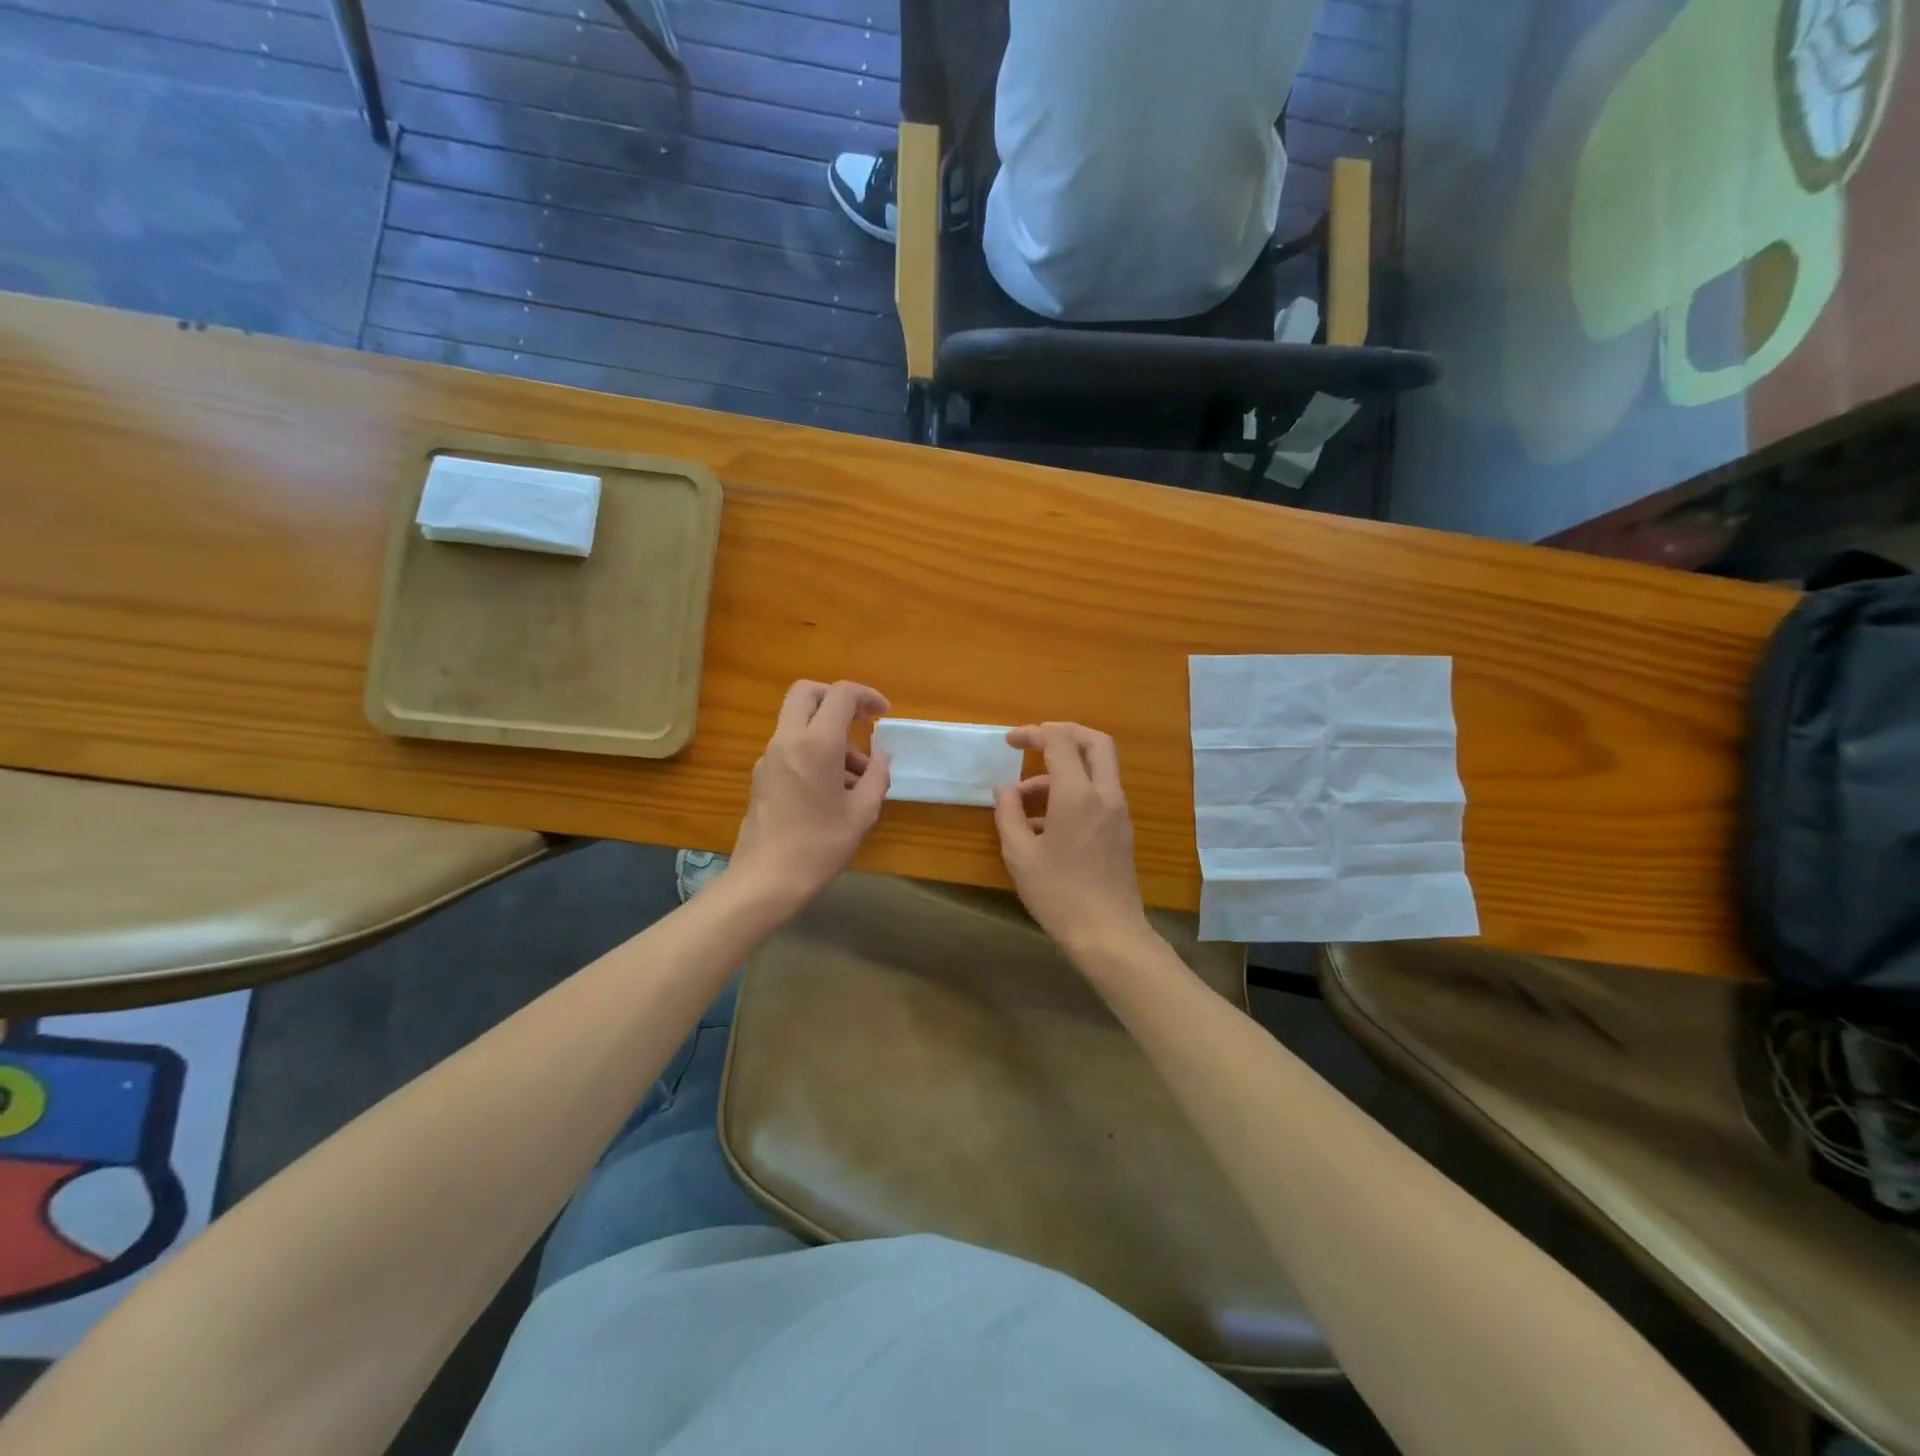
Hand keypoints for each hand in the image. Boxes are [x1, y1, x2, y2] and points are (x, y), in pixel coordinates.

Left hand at [728, 680, 891, 914]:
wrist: (766, 880)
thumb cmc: (820, 846)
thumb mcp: (862, 813)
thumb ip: (877, 776)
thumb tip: (882, 756)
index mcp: (817, 744)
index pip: (841, 695)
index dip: (867, 696)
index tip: (884, 714)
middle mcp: (788, 740)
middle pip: (807, 693)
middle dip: (837, 698)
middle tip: (860, 721)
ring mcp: (769, 757)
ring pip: (798, 721)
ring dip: (827, 730)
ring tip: (857, 774)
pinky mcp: (761, 775)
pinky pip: (790, 746)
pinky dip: (813, 749)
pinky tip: (832, 788)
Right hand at [994, 722, 1154, 961]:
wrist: (1108, 934)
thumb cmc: (1059, 894)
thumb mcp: (1019, 854)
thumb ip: (1009, 813)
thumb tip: (1005, 789)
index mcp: (1078, 794)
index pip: (1059, 742)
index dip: (1033, 734)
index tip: (1010, 741)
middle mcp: (1105, 794)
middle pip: (1094, 742)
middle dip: (1064, 733)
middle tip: (1035, 741)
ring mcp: (1118, 812)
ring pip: (1098, 769)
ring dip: (1064, 770)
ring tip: (1024, 801)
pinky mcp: (1121, 831)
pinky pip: (1099, 794)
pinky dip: (1075, 791)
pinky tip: (1045, 824)